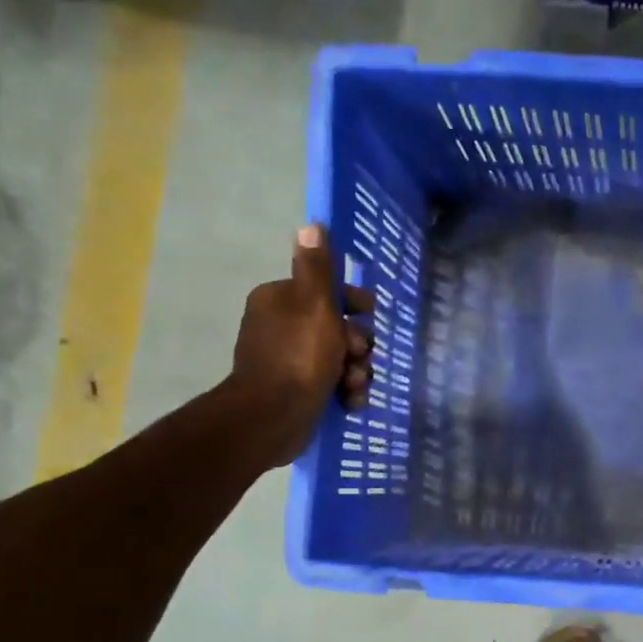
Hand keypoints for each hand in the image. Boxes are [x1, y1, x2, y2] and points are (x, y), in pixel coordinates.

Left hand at [225, 225, 374, 467]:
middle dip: (357, 345)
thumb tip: (312, 224)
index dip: (353, 305)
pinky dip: (345, 392)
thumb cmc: (298, 356)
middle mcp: (281, 326)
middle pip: (337, 328)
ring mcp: (288, 361)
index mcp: (281, 300)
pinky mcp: (296, 391)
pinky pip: (330, 384)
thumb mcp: (315, 305)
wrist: (273, 416)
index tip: (368, 317)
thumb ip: (318, 269)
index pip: (326, 292)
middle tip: (359, 358)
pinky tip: (351, 401)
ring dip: (356, 372)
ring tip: (355, 385)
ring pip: (338, 359)